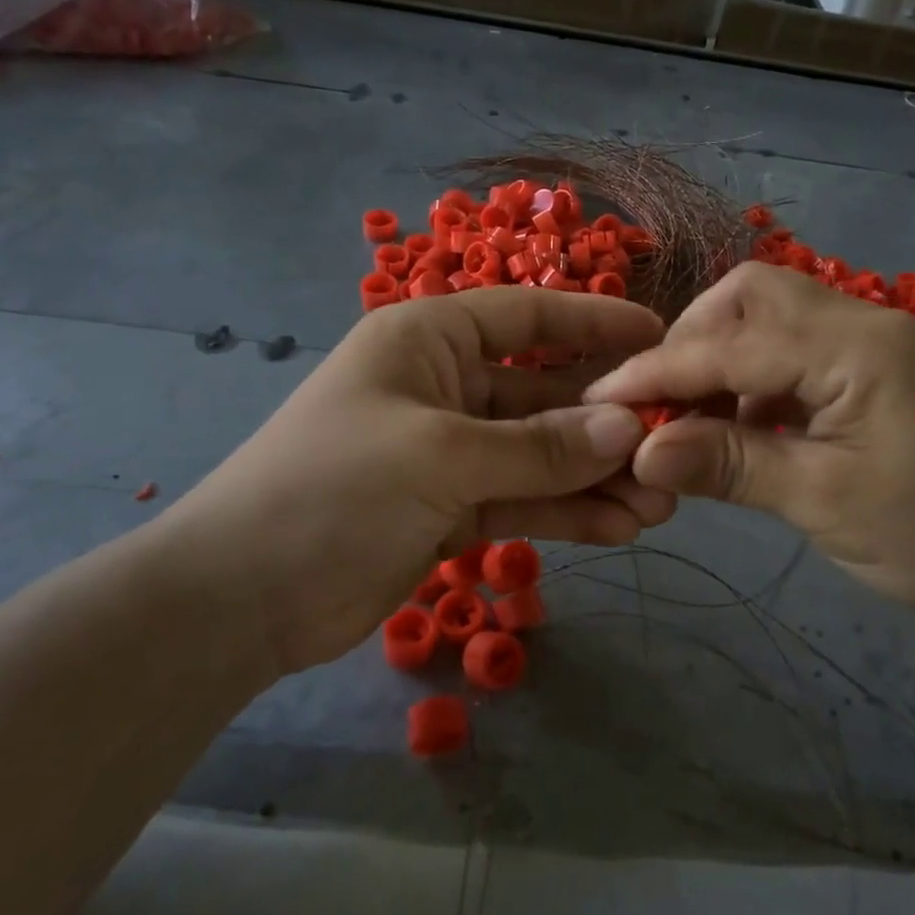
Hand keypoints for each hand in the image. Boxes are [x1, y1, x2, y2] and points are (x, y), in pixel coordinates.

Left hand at [144, 289, 672, 677]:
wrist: (241, 598)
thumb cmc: (332, 489)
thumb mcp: (440, 457)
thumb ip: (539, 447)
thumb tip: (627, 429)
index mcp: (429, 340)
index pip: (528, 316)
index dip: (594, 323)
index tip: (658, 338)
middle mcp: (444, 386)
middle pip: (543, 394)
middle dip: (606, 424)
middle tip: (673, 451)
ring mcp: (449, 451)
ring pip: (539, 455)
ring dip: (595, 477)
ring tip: (659, 504)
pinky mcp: (451, 507)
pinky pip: (522, 498)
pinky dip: (566, 512)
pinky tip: (618, 529)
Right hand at [584, 264, 914, 645]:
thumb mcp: (822, 502)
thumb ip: (727, 464)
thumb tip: (639, 451)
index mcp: (859, 347)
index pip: (733, 343)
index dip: (660, 372)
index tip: (601, 401)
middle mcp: (866, 323)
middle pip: (754, 296)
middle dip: (693, 341)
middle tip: (658, 402)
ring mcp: (874, 344)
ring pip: (773, 320)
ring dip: (721, 359)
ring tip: (689, 419)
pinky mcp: (875, 373)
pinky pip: (796, 353)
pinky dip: (753, 380)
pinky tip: (738, 427)